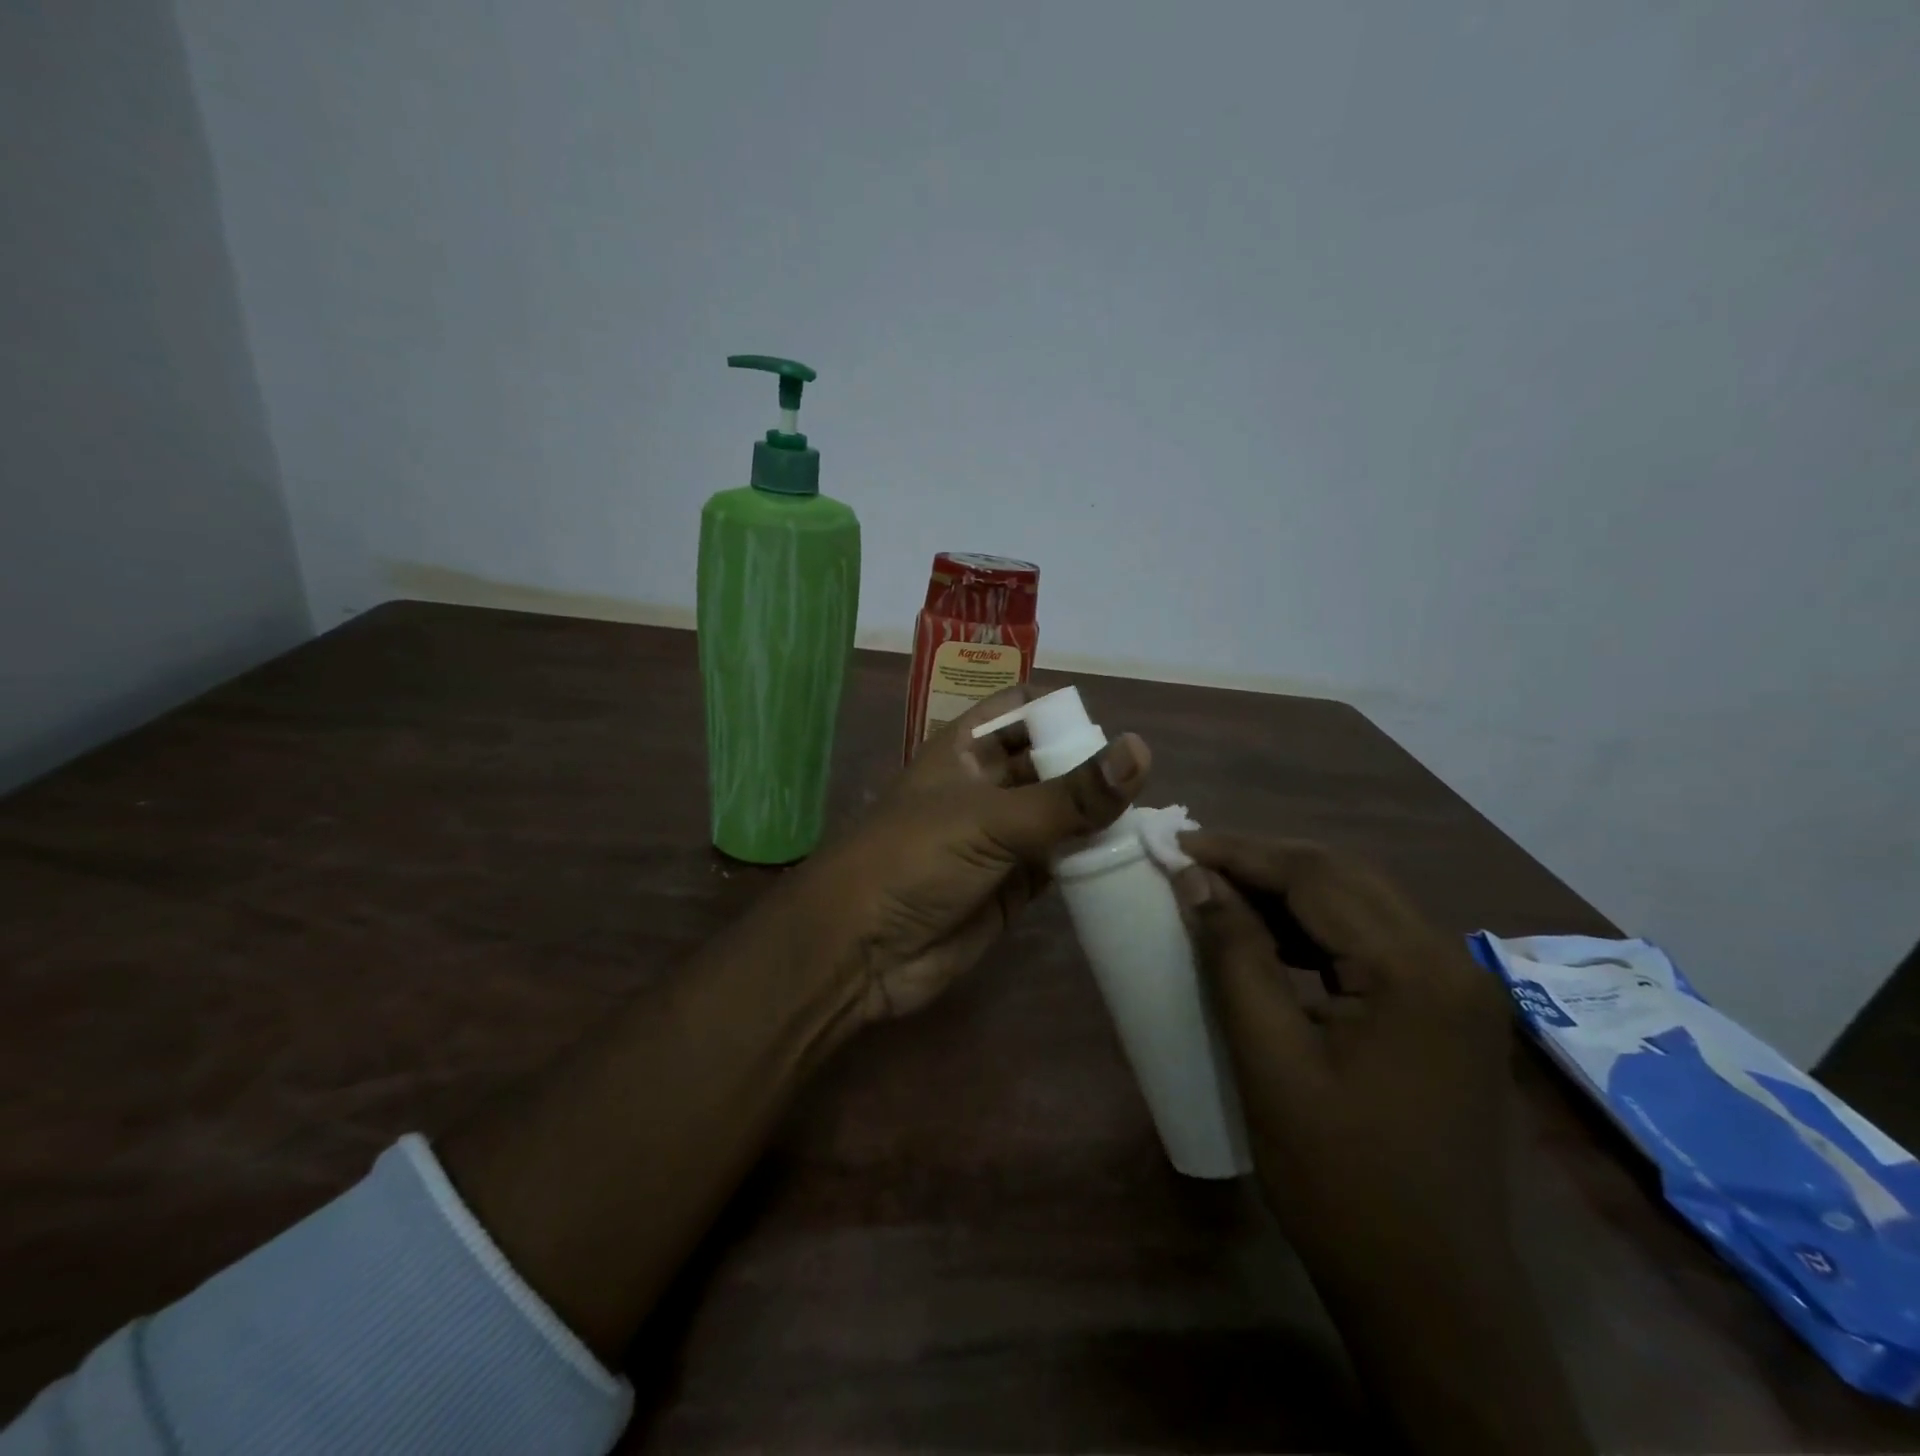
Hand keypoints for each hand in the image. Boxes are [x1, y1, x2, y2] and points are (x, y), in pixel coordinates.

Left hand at [791, 685, 1149, 1021]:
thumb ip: (1069, 795)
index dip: (1060, 712)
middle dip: (1090, 769)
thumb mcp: (990, 819)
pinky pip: (1060, 864)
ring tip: (1152, 822)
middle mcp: (985, 787)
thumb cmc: (913, 860)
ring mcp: (999, 839)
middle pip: (1049, 764)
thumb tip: (1141, 751)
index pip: (1021, 709)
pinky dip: (1089, 863)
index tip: (1109, 733)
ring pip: (1060, 816)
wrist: (860, 951)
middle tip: (1147, 785)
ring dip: (1096, 819)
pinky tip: (1129, 862)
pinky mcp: (1012, 887)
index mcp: (967, 750)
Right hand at [1169, 834, 1515, 1278]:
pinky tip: (1272, 939)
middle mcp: (1450, 963)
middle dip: (1263, 861)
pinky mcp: (1446, 1013)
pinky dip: (1317, 927)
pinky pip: (1374, 942)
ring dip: (1290, 890)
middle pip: (1344, 877)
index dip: (1239, 853)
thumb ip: (1234, 957)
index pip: (1316, 877)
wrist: (1432, 1295)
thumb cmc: (1340, 1182)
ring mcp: (1457, 989)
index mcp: (1415, 971)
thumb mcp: (1270, 1061)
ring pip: (1361, 903)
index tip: (1175, 845)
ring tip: (1221, 890)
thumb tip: (1194, 880)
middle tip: (1192, 861)